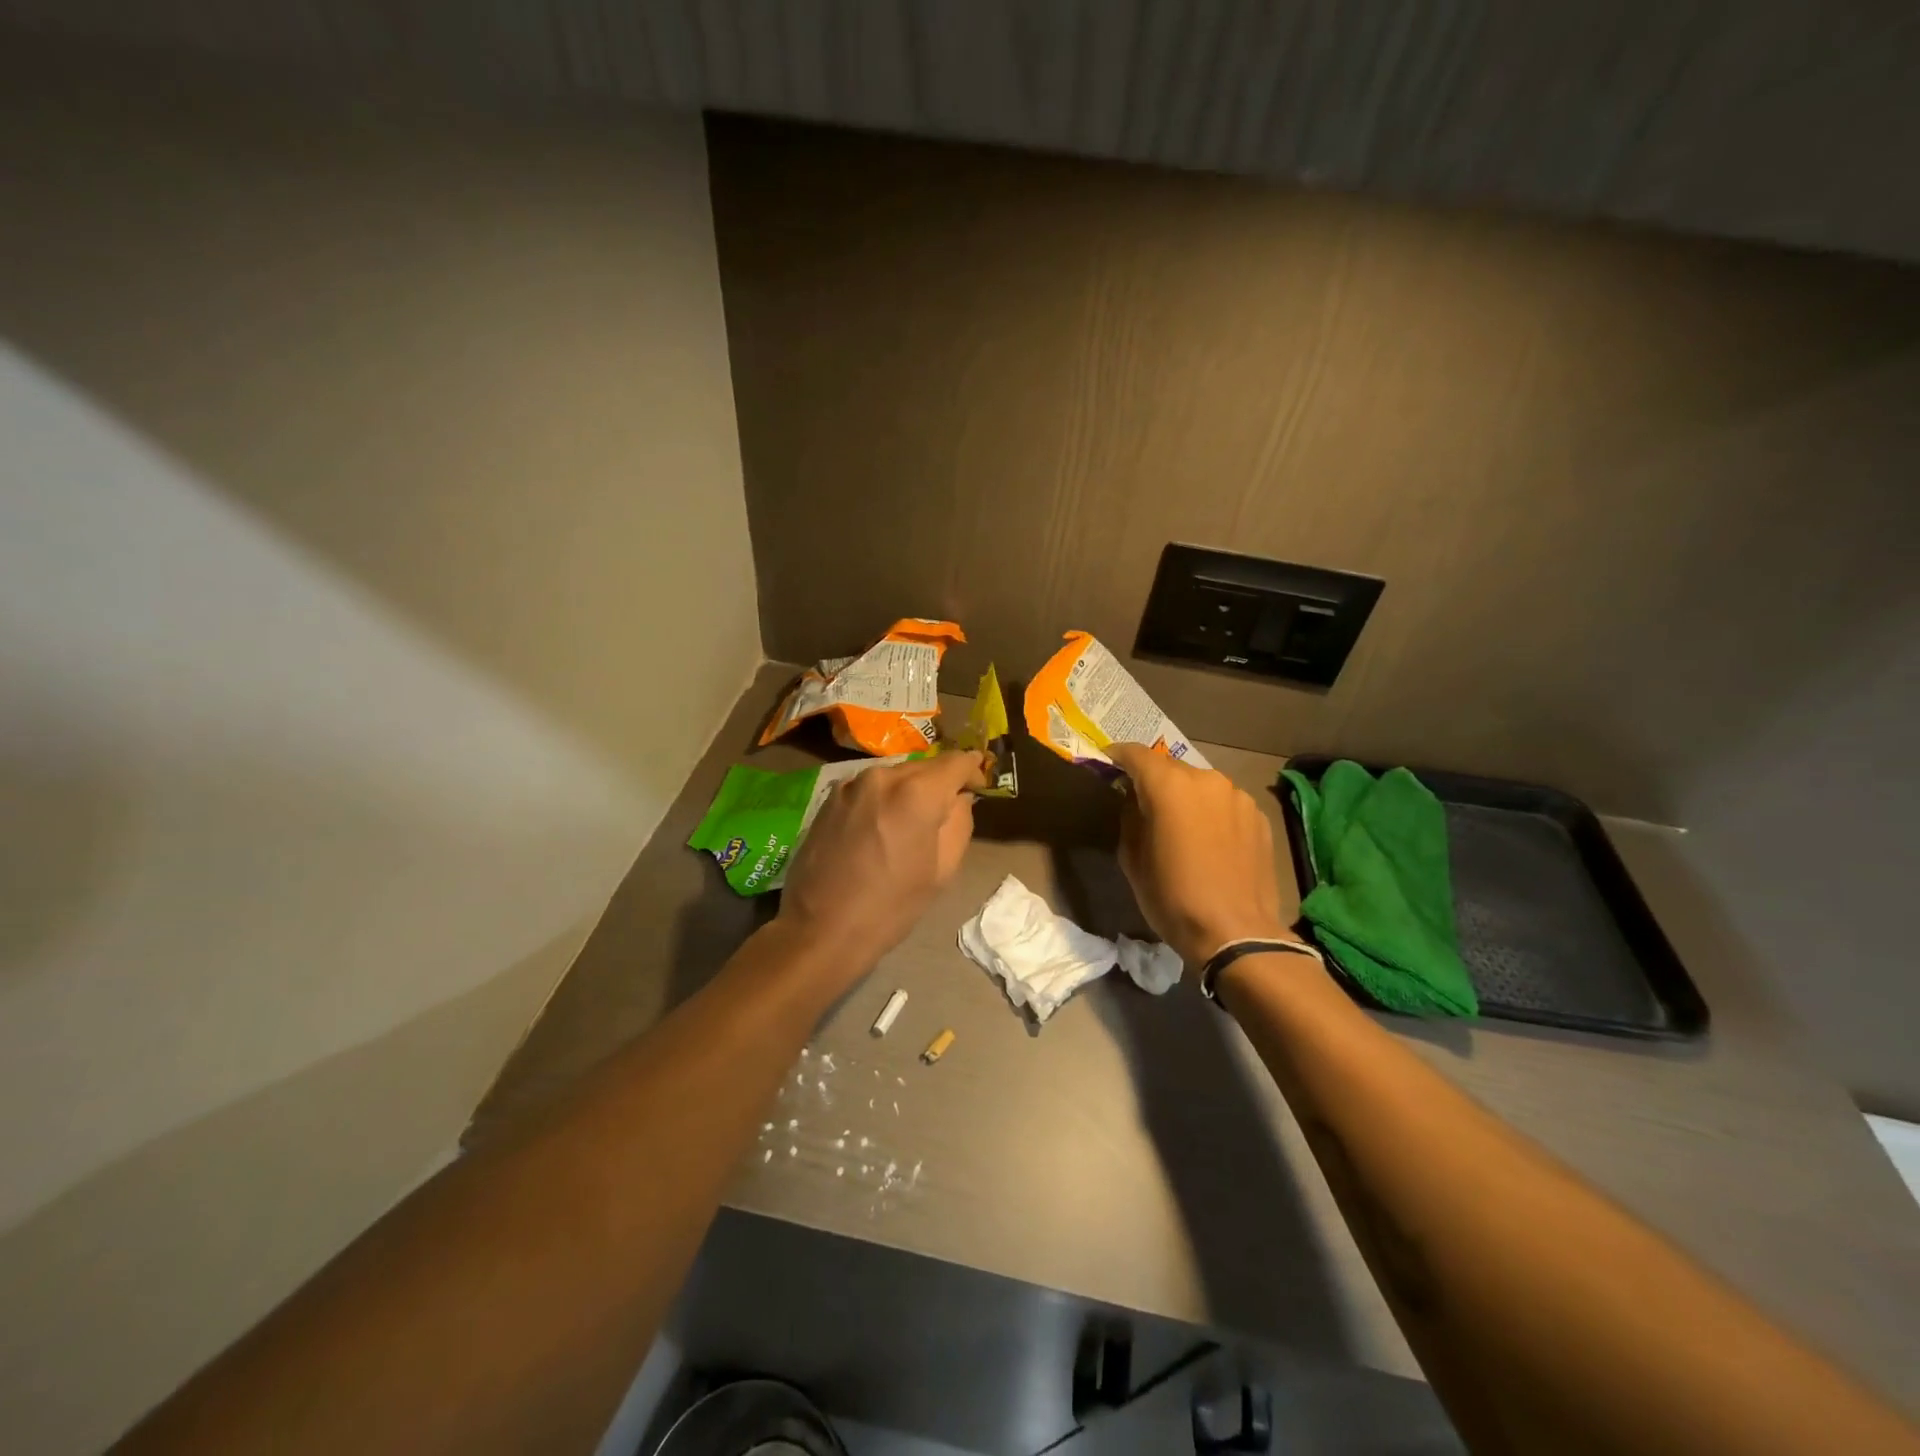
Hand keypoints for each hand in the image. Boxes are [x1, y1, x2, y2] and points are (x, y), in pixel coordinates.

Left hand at [778, 751, 986, 977]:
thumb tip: (959, 798)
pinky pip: (870, 787)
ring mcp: (851, 784)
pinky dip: (884, 798)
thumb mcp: (943, 870)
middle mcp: (883, 776)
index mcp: (916, 793)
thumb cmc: (891, 906)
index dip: (973, 770)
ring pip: (896, 775)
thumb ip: (959, 822)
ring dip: (911, 789)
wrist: (821, 928)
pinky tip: (881, 827)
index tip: (978, 786)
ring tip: (912, 821)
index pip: (956, 761)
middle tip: (948, 810)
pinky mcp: (830, 797)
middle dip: (941, 782)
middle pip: (925, 766)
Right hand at [1107, 742, 1294, 966]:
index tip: (1108, 764)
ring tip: (1181, 827)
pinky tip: (1211, 842)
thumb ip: (1131, 817)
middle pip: (1171, 768)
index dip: (1118, 756)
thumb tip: (1135, 801)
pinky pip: (1225, 804)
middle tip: (1143, 804)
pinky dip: (1212, 813)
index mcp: (1169, 786)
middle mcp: (1206, 779)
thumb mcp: (1132, 859)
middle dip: (1154, 780)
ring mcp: (1238, 796)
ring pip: (1201, 785)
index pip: (1136, 754)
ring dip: (1186, 797)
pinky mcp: (1259, 816)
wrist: (1236, 933)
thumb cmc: (1172, 898)